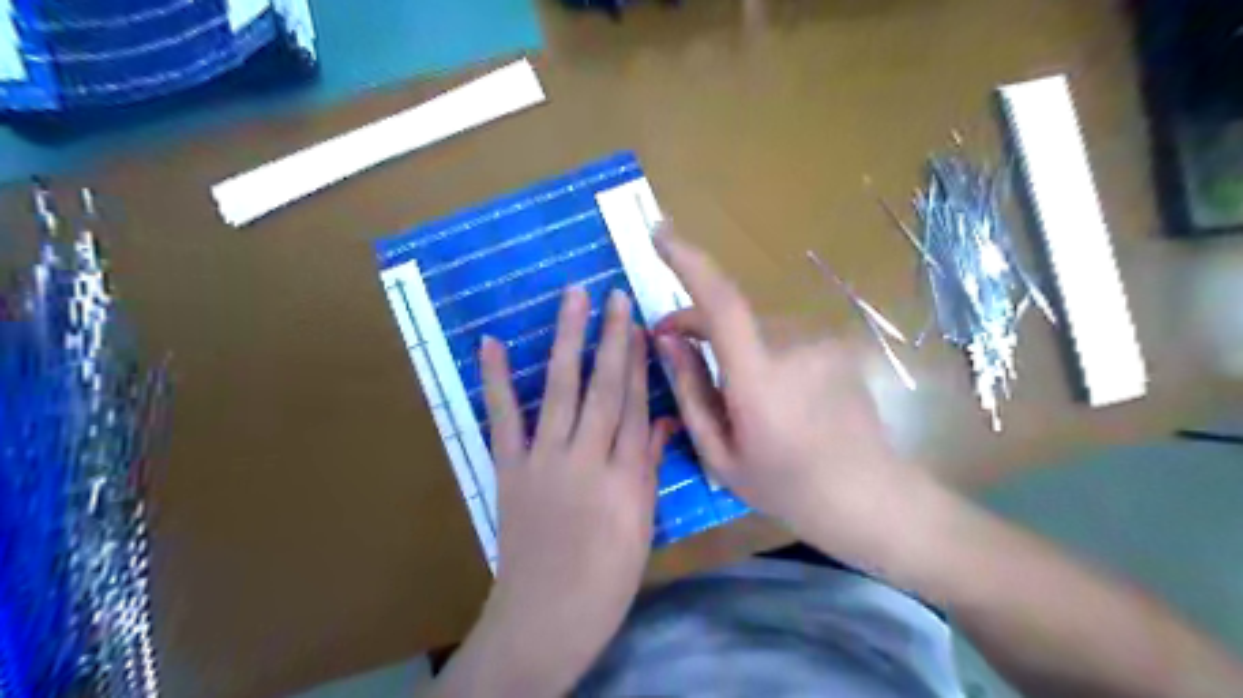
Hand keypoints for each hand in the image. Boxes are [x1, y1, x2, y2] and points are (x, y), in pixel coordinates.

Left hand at [472, 286, 675, 693]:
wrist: (546, 616)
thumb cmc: (606, 577)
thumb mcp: (642, 524)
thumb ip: (647, 466)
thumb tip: (661, 421)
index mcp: (624, 475)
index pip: (634, 404)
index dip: (639, 361)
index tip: (640, 324)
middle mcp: (586, 456)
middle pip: (603, 387)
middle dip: (611, 337)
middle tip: (614, 295)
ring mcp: (543, 460)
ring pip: (560, 389)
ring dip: (567, 340)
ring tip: (573, 298)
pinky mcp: (509, 469)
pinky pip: (502, 419)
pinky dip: (497, 380)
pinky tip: (493, 344)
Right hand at [651, 230, 933, 566]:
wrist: (871, 497)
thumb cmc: (786, 488)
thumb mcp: (721, 454)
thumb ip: (689, 390)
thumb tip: (665, 339)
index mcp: (759, 380)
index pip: (721, 303)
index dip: (688, 262)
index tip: (660, 233)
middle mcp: (793, 345)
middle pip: (732, 314)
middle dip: (697, 326)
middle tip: (674, 350)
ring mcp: (822, 341)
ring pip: (756, 327)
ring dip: (734, 344)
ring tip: (736, 392)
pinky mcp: (838, 343)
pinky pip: (783, 337)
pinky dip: (764, 352)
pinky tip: (778, 395)